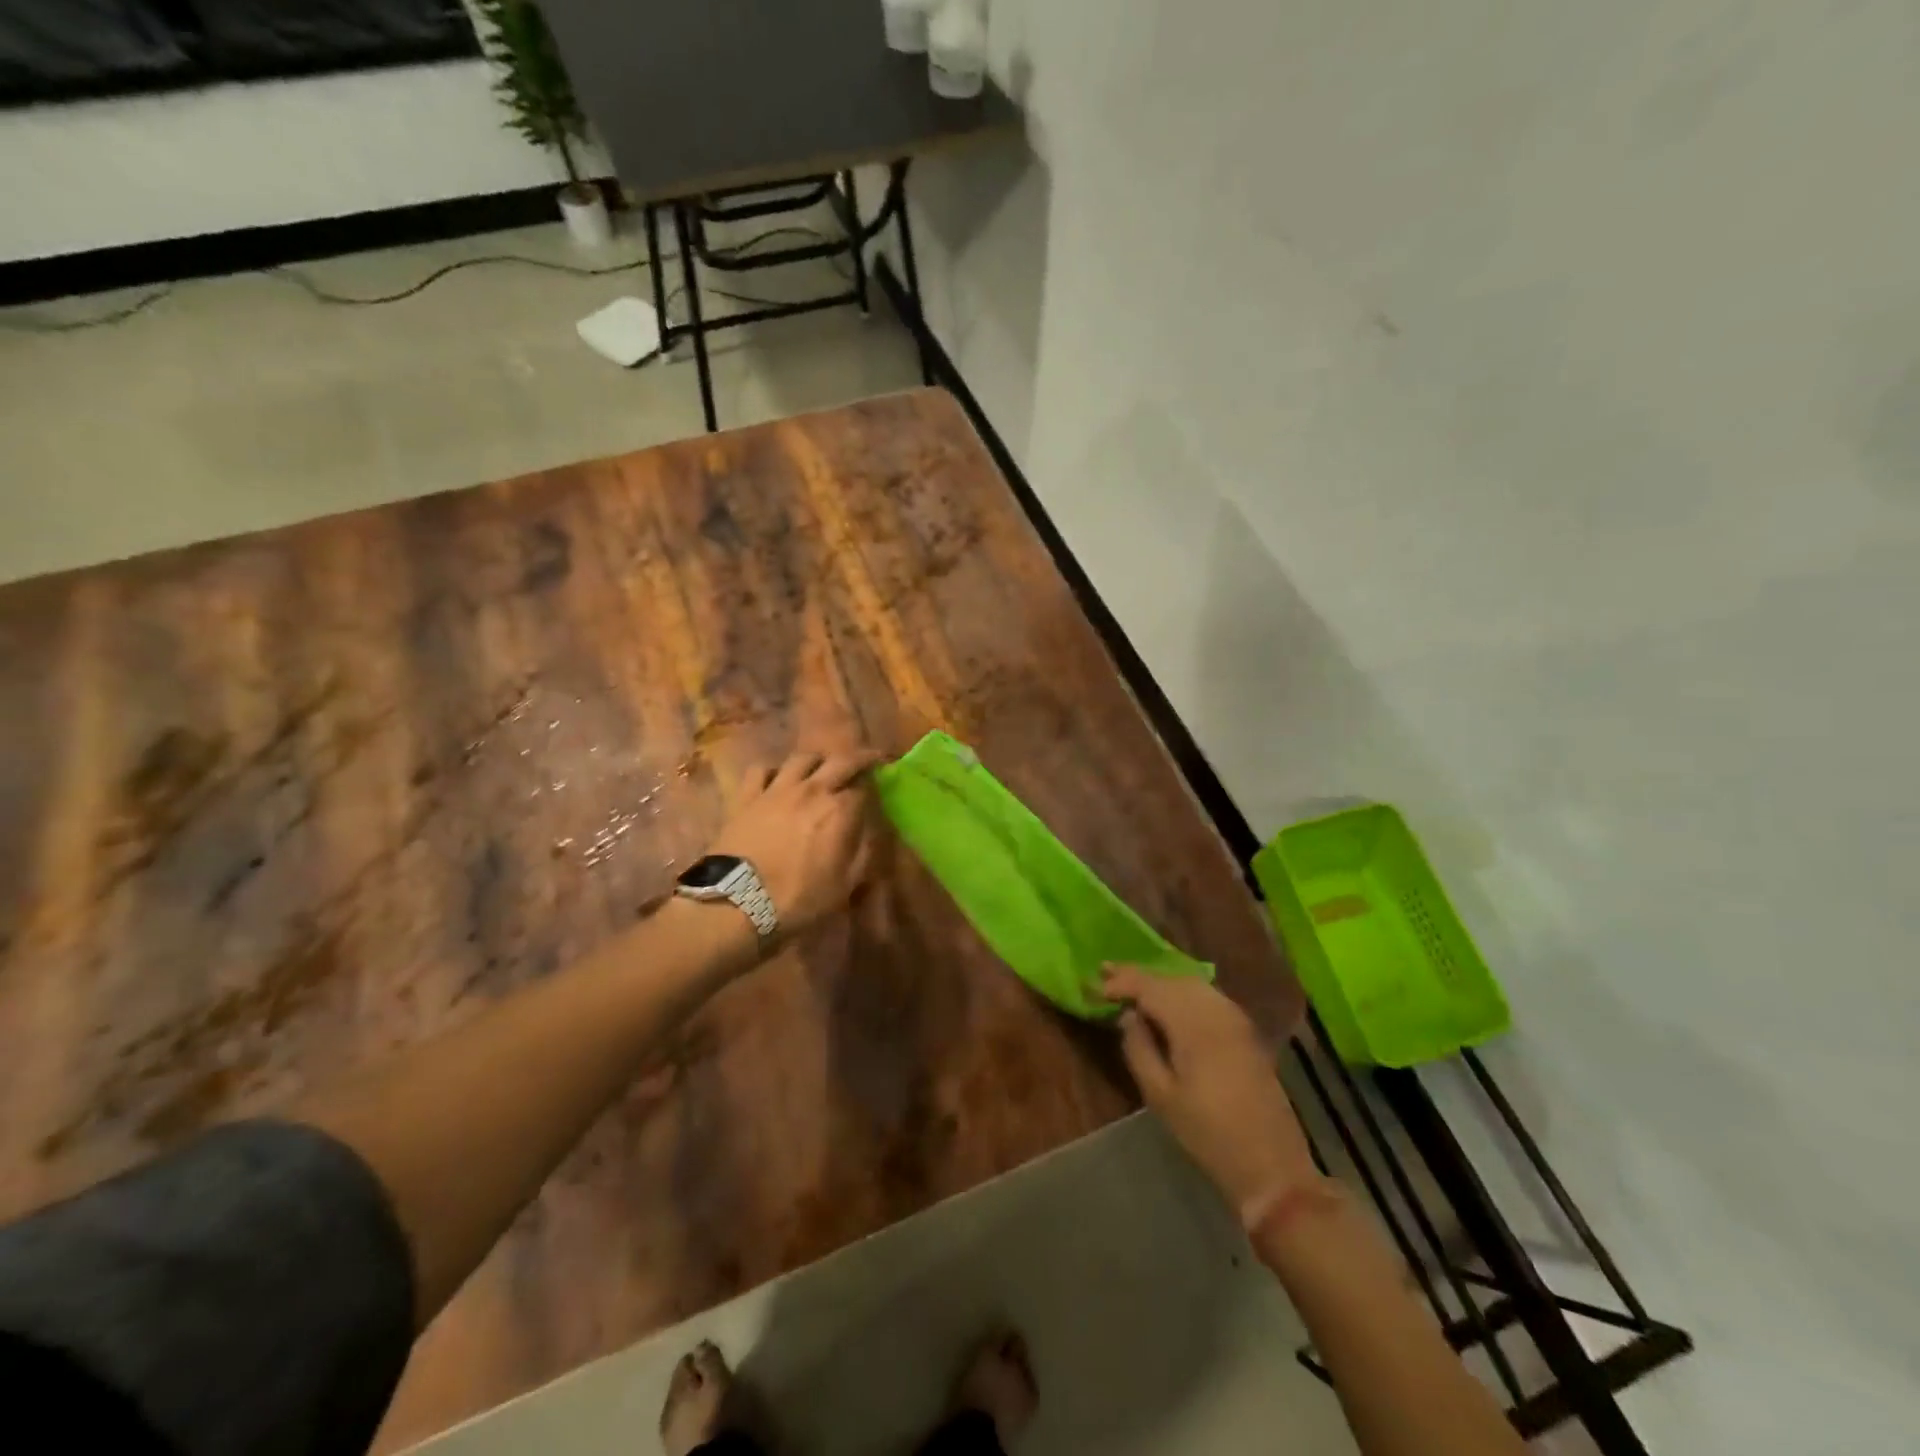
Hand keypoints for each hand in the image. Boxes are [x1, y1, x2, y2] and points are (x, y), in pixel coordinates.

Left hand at [709, 749, 884, 941]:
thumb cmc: (798, 899)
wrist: (738, 904)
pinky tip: (776, 781)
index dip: (874, 789)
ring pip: (802, 758)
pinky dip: (772, 771)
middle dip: (859, 758)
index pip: (864, 789)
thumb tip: (872, 831)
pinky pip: (761, 770)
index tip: (879, 791)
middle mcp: (812, 790)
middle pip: (841, 761)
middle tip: (867, 760)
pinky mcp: (747, 797)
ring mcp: (776, 789)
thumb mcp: (845, 885)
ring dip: (817, 761)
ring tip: (821, 769)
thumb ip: (863, 852)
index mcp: (839, 811)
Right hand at [1103, 965, 1317, 1213]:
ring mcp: (1235, 1018)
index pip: (1150, 987)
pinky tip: (1170, 1001)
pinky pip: (1208, 995)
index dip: (1121, 982)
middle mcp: (1216, 1010)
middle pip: (1171, 979)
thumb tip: (1128, 1016)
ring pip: (1191, 983)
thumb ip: (1139, 1048)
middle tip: (1107, 973)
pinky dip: (1183, 991)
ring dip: (1161, 981)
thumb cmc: (1208, 1135)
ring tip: (1133, 985)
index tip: (1095, 986)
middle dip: (1138, 975)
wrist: (1271, 1166)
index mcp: (1194, 1024)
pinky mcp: (1245, 1031)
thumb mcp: (1160, 1096)